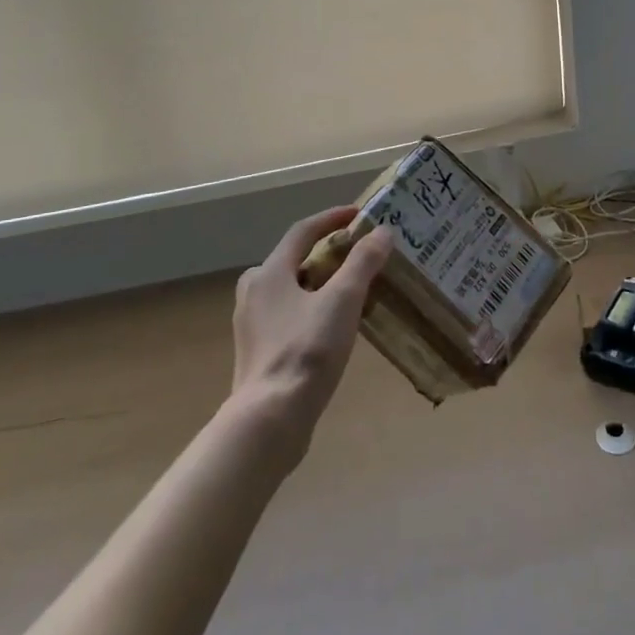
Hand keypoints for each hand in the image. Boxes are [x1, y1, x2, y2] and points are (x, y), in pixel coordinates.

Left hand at [228, 206, 393, 462]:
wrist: (270, 420)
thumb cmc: (306, 351)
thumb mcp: (343, 301)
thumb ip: (363, 263)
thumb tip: (382, 232)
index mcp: (270, 273)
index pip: (303, 231)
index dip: (332, 218)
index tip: (358, 213)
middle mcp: (254, 293)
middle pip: (293, 260)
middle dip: (326, 253)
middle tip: (356, 256)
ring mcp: (252, 325)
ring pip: (291, 290)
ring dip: (320, 283)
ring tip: (351, 291)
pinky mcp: (258, 352)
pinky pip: (288, 316)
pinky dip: (312, 309)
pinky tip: (333, 327)